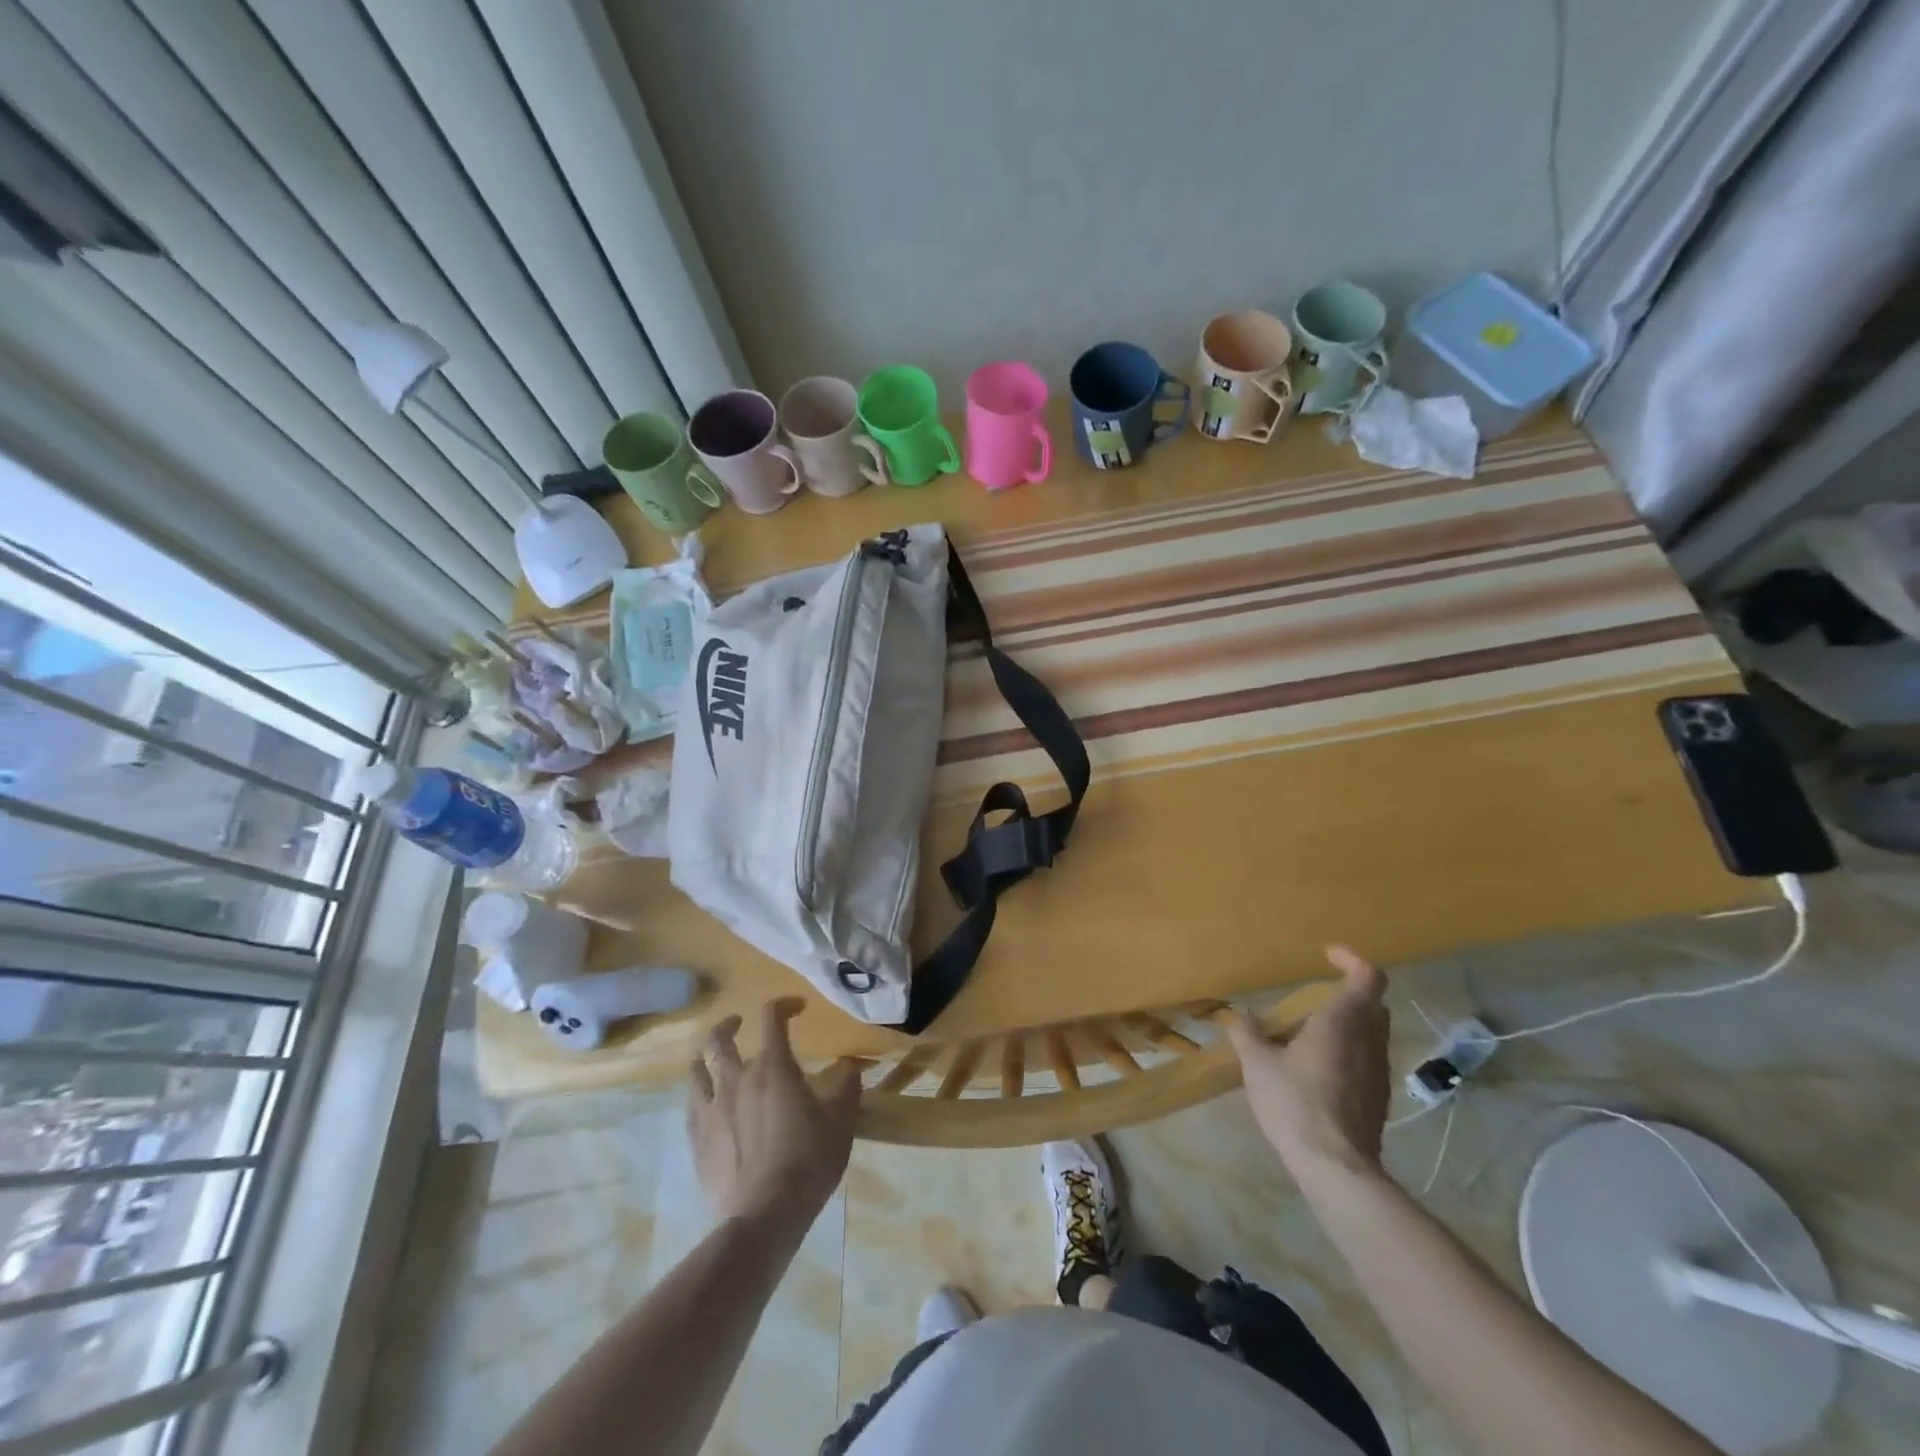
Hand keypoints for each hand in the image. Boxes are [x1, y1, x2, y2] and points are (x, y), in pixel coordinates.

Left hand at [687, 999, 860, 1233]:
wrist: (764, 1215)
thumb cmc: (808, 1161)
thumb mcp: (841, 1122)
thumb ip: (846, 1089)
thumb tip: (850, 1068)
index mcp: (773, 1067)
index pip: (772, 1017)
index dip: (784, 1005)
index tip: (797, 1009)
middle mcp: (737, 1079)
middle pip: (719, 1038)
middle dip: (729, 1024)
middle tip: (739, 1024)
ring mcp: (712, 1108)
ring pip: (696, 1069)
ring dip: (705, 1056)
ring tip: (712, 1059)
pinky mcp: (697, 1138)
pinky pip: (691, 1105)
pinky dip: (699, 1094)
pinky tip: (707, 1102)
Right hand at [1226, 946, 1390, 1176]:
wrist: (1336, 1167)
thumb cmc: (1295, 1103)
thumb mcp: (1257, 1063)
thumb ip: (1248, 1033)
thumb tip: (1240, 1015)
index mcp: (1342, 1021)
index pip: (1367, 976)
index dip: (1351, 959)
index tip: (1328, 955)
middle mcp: (1368, 1040)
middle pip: (1372, 1004)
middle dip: (1348, 992)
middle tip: (1315, 996)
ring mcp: (1378, 1070)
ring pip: (1371, 1032)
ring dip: (1348, 1023)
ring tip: (1310, 1033)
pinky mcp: (1379, 1097)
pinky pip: (1367, 1059)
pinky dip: (1348, 1050)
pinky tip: (1318, 1068)